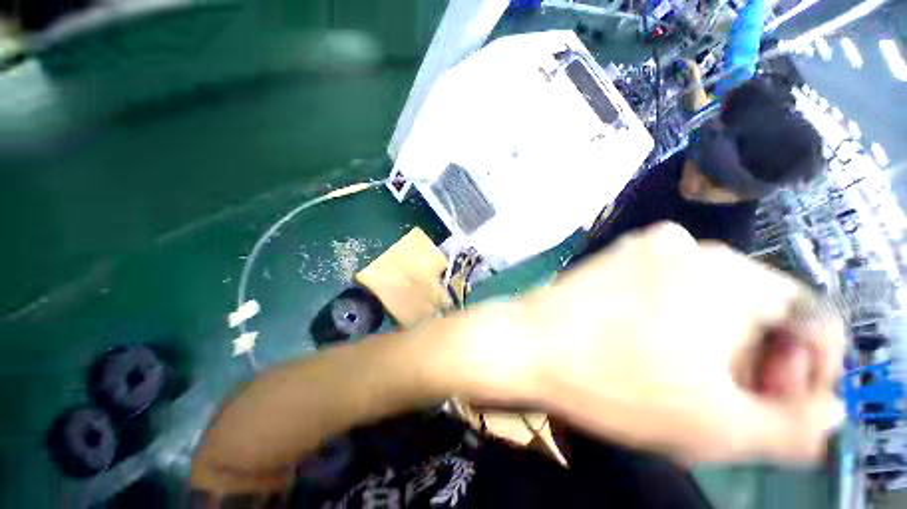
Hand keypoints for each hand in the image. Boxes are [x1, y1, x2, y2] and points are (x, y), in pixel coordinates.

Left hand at [461, 223, 843, 463]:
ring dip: (715, 341)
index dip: (809, 368)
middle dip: (756, 359)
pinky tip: (652, 347)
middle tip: (728, 400)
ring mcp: (645, 248)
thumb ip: (788, 425)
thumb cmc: (613, 382)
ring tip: (685, 379)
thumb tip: (829, 411)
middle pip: (756, 309)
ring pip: (710, 298)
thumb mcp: (714, 424)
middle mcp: (691, 247)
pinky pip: (668, 286)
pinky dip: (677, 319)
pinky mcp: (615, 257)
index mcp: (730, 275)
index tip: (781, 403)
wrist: (529, 342)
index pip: (808, 317)